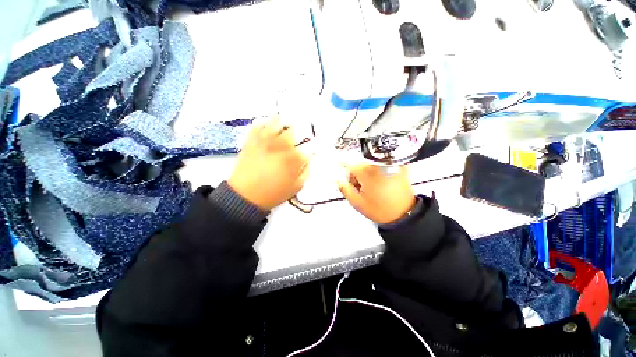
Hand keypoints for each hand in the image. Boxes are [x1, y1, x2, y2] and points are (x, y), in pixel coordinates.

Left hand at [228, 117, 309, 210]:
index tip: (311, 147)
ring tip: (284, 129)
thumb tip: (309, 157)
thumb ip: (306, 170)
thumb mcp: (296, 187)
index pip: (309, 145)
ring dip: (283, 124)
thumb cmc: (274, 193)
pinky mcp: (251, 140)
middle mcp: (281, 145)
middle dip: (299, 131)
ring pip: (277, 122)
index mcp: (294, 158)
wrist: (245, 196)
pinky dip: (265, 123)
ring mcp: (265, 140)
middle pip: (294, 129)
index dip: (312, 144)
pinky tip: (268, 128)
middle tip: (298, 137)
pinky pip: (259, 124)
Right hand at [338, 165, 415, 223]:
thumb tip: (338, 177)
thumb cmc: (380, 210)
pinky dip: (377, 171)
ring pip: (369, 163)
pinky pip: (381, 164)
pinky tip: (379, 182)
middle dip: (355, 174)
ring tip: (370, 187)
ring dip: (366, 173)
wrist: (404, 214)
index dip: (344, 168)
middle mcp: (379, 164)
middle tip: (359, 187)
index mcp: (368, 172)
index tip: (342, 171)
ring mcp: (390, 163)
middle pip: (359, 163)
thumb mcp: (356, 202)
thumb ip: (344, 188)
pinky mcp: (398, 165)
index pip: (349, 163)